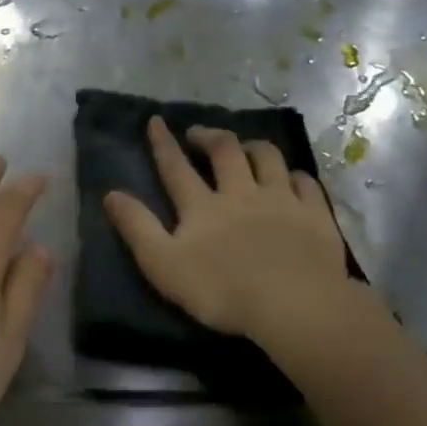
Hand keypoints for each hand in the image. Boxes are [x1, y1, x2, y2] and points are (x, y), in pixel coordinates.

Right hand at [105, 118, 352, 343]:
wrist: (293, 304)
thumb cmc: (221, 291)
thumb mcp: (164, 265)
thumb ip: (137, 228)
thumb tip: (111, 194)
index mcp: (203, 206)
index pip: (176, 167)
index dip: (163, 144)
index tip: (156, 121)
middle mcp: (242, 192)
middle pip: (225, 151)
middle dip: (209, 136)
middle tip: (199, 133)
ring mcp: (282, 200)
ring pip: (268, 157)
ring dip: (253, 146)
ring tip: (245, 147)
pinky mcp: (315, 214)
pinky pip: (305, 183)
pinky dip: (295, 175)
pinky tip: (292, 178)